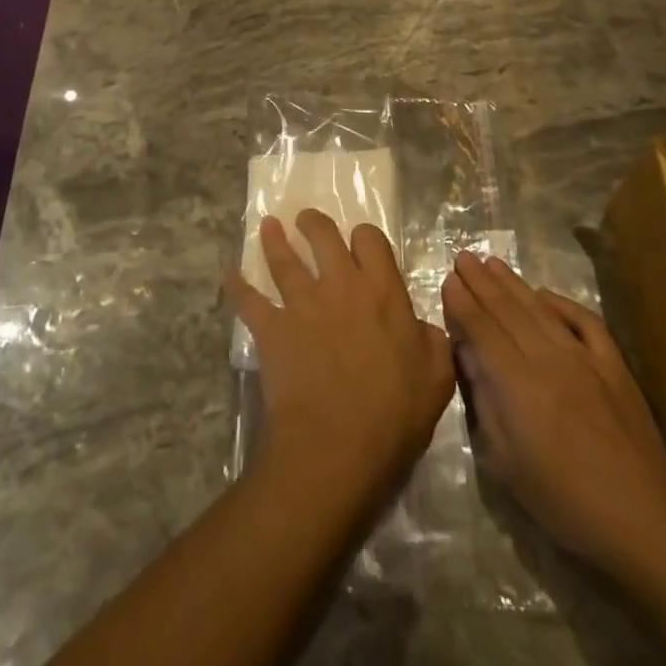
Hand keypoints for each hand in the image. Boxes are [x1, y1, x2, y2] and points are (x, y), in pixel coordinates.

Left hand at [228, 210, 455, 509]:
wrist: (337, 445)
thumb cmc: (394, 415)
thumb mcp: (437, 377)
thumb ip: (432, 340)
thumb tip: (420, 325)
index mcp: (382, 292)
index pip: (371, 241)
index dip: (364, 237)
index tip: (359, 243)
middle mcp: (340, 286)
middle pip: (324, 237)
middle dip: (315, 224)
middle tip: (307, 220)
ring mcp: (302, 304)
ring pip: (284, 260)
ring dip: (274, 240)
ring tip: (267, 226)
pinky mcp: (272, 329)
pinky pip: (249, 301)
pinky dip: (237, 287)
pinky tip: (229, 276)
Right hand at [441, 252, 665, 577]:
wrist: (643, 521)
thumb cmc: (564, 501)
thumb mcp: (506, 463)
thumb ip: (485, 402)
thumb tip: (468, 357)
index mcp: (518, 384)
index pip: (483, 330)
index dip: (463, 303)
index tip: (448, 280)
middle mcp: (549, 359)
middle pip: (508, 311)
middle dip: (481, 282)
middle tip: (463, 257)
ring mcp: (585, 358)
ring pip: (541, 310)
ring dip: (514, 284)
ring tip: (492, 263)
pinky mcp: (614, 366)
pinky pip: (585, 322)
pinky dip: (563, 303)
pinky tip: (546, 294)